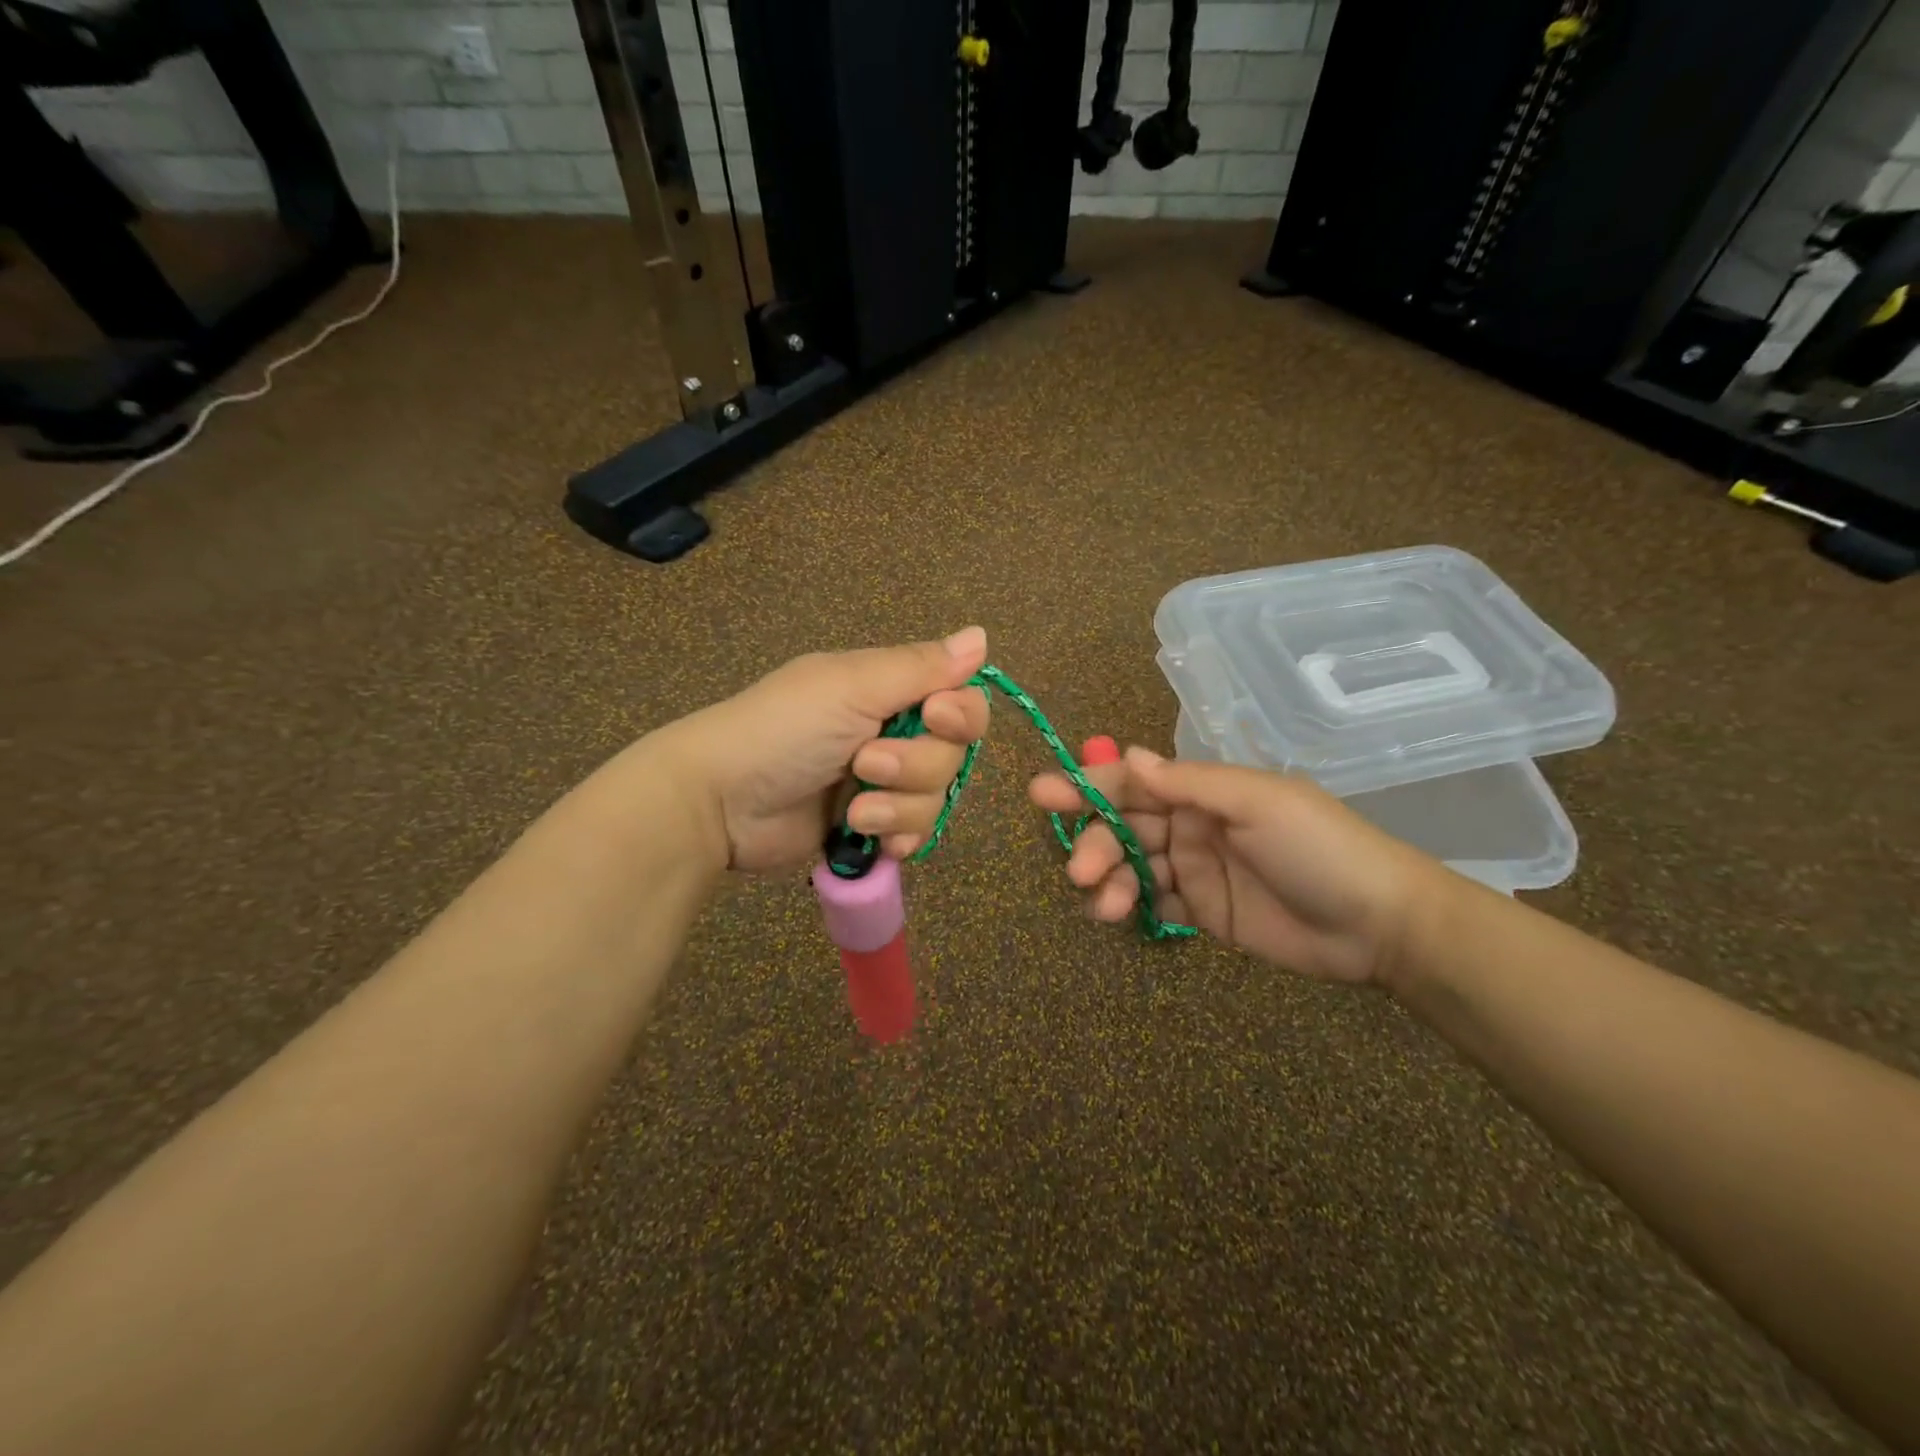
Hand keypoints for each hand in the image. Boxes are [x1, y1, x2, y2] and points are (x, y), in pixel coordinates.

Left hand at [650, 628, 991, 873]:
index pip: (961, 700)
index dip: (960, 714)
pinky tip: (869, 838)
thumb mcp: (850, 686)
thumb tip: (982, 635)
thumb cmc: (784, 730)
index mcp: (889, 690)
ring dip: (899, 807)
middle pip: (953, 756)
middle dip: (915, 766)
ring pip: (935, 799)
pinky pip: (915, 835)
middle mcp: (893, 733)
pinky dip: (897, 838)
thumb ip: (920, 667)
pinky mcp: (869, 828)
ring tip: (854, 809)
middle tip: (865, 763)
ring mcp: (881, 785)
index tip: (933, 717)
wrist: (719, 802)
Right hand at [1028, 747, 1441, 984]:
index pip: (1134, 783)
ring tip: (1104, 905)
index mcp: (1204, 791)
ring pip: (1132, 867)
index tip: (1043, 795)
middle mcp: (1192, 824)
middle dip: (1096, 844)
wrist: (1378, 924)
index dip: (1087, 786)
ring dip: (1110, 881)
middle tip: (1080, 871)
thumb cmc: (1318, 848)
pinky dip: (1129, 907)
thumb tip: (1125, 755)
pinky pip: (1153, 904)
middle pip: (1124, 827)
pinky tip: (1116, 916)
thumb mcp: (1257, 802)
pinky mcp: (1202, 912)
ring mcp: (1195, 869)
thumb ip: (1188, 782)